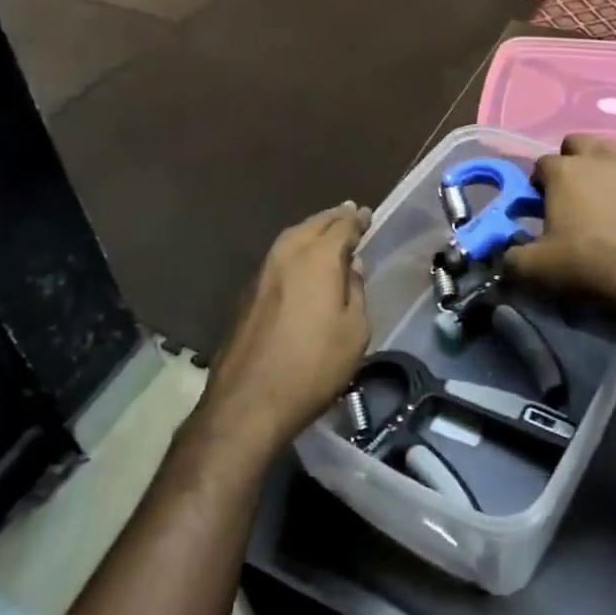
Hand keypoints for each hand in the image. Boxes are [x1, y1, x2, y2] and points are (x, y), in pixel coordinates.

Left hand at [201, 203, 371, 457]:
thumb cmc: (313, 366)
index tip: (367, 214)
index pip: (342, 225)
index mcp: (318, 258)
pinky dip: (295, 249)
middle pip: (313, 224)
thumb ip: (355, 291)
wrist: (248, 402)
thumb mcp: (354, 332)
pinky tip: (302, 262)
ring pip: (291, 237)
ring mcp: (262, 272)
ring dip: (312, 230)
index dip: (357, 219)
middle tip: (349, 212)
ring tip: (327, 231)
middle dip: (333, 217)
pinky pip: (279, 257)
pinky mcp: (248, 293)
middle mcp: (287, 254)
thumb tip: (351, 266)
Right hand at [505, 135, 615, 314]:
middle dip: (571, 160)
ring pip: (613, 154)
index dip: (539, 183)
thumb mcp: (534, 268)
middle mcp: (600, 158)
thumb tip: (509, 256)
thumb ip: (512, 257)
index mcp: (565, 170)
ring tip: (604, 199)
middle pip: (579, 143)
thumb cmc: (586, 264)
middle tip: (571, 193)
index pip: (542, 163)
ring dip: (604, 169)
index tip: (540, 206)